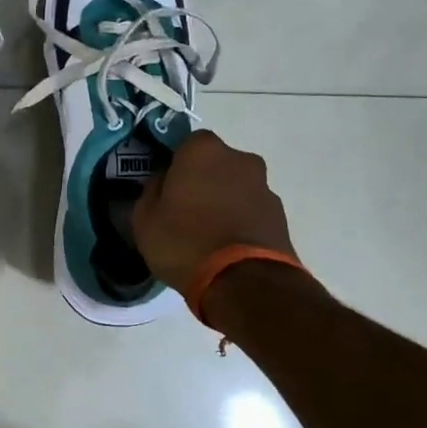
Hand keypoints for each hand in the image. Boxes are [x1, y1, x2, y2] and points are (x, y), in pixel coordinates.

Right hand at [132, 130, 297, 294]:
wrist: (244, 283)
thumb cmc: (184, 242)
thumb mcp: (144, 218)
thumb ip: (152, 190)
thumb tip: (163, 181)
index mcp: (203, 150)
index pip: (185, 144)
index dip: (175, 165)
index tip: (166, 188)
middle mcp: (240, 159)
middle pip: (215, 164)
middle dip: (203, 181)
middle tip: (185, 211)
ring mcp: (265, 187)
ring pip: (236, 187)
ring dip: (224, 201)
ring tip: (208, 235)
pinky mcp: (281, 216)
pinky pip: (252, 211)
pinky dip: (241, 221)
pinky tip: (227, 247)